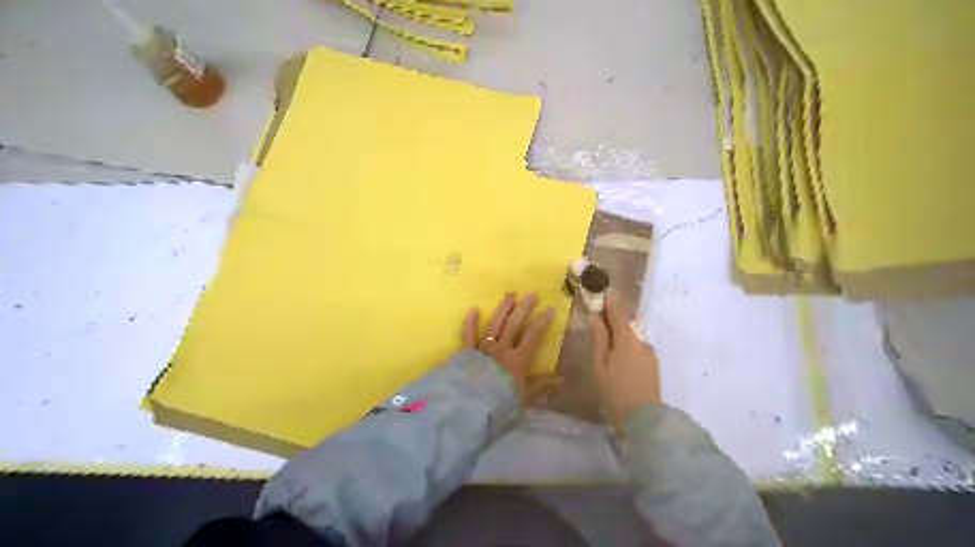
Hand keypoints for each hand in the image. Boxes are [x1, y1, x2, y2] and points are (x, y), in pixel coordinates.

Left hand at [461, 294, 558, 402]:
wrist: (471, 407)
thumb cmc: (501, 403)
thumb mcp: (525, 397)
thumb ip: (541, 385)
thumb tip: (562, 379)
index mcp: (518, 359)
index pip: (532, 336)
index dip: (542, 322)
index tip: (549, 309)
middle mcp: (501, 349)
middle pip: (514, 325)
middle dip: (524, 308)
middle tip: (531, 294)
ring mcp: (483, 349)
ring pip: (494, 325)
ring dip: (503, 309)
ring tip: (510, 295)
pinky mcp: (466, 352)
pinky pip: (468, 335)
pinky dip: (470, 322)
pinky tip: (473, 309)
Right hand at [585, 288, 661, 428]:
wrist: (643, 420)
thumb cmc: (614, 392)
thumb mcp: (600, 365)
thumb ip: (599, 339)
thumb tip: (596, 317)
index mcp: (627, 340)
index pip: (619, 313)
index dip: (611, 300)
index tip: (604, 289)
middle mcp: (642, 341)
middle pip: (626, 323)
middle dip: (614, 315)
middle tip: (599, 311)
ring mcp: (649, 352)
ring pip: (632, 335)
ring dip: (619, 330)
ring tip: (605, 332)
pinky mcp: (652, 363)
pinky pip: (636, 345)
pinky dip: (625, 341)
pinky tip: (616, 351)